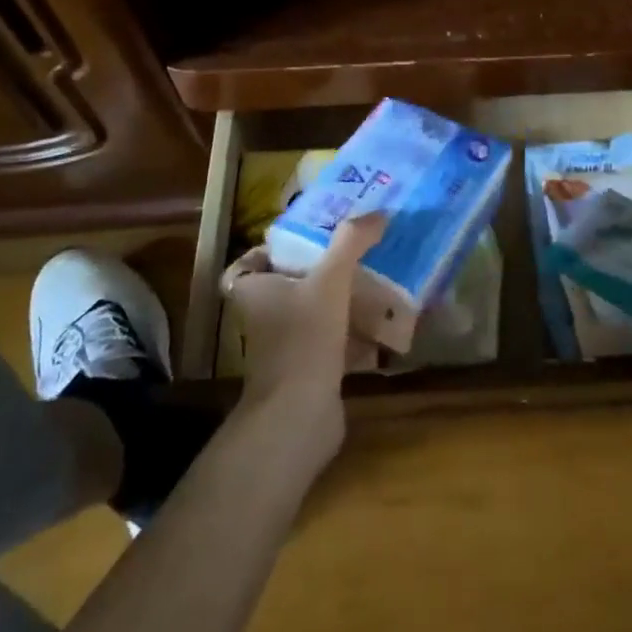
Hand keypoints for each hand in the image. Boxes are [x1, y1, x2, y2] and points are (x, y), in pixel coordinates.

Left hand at [220, 214, 385, 452]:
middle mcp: (264, 317)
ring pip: (311, 312)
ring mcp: (285, 346)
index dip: (269, 250)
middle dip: (318, 270)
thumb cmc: (303, 339)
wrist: (299, 417)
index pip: (247, 264)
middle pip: (287, 285)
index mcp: (254, 291)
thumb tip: (378, 213)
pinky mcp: (308, 370)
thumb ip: (351, 243)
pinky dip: (353, 332)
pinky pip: (331, 341)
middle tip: (352, 251)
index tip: (304, 240)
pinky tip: (383, 322)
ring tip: (374, 278)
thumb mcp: (329, 281)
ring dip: (339, 299)